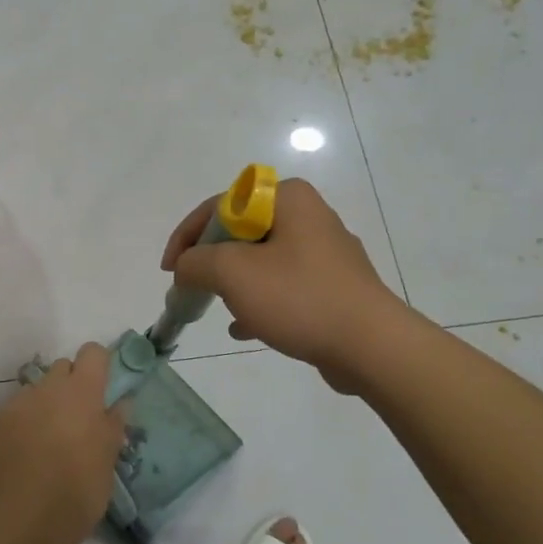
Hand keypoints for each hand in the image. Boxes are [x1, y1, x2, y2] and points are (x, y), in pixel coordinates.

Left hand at [0, 343, 125, 543]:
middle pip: (62, 368)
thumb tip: (120, 402)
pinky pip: (12, 415)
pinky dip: (20, 428)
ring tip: (47, 443)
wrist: (25, 522)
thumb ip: (114, 423)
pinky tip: (24, 459)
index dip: (99, 364)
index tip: (102, 387)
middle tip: (77, 420)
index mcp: (81, 391)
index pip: (92, 352)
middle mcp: (47, 388)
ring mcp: (16, 405)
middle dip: (70, 385)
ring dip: (44, 407)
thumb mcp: (108, 458)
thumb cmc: (79, 489)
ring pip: (35, 392)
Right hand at [160, 178, 399, 388]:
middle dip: (212, 262)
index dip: (188, 236)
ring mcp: (325, 251)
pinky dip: (260, 301)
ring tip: (219, 309)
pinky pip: (285, 285)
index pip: (221, 205)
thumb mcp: (233, 273)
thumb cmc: (299, 297)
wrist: (372, 346)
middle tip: (192, 288)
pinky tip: (244, 328)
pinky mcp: (334, 284)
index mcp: (288, 197)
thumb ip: (197, 262)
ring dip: (235, 283)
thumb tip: (185, 266)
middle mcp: (309, 214)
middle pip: (241, 232)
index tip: (170, 270)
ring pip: (262, 260)